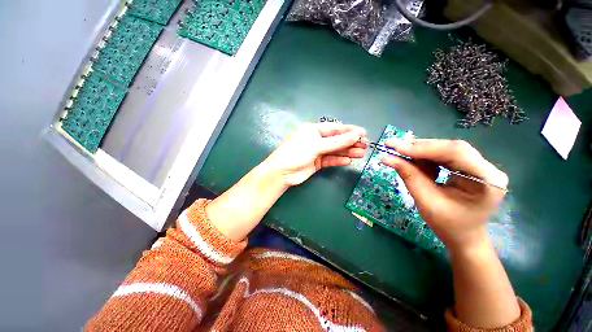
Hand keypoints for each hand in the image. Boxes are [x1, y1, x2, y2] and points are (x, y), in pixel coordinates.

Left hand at [263, 123, 366, 186]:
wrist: (282, 173)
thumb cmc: (296, 153)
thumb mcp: (316, 145)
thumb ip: (336, 142)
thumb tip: (355, 135)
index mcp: (313, 130)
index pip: (334, 128)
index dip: (349, 130)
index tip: (363, 133)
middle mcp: (315, 140)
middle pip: (336, 140)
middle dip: (350, 142)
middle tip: (365, 145)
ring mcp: (316, 152)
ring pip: (335, 151)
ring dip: (347, 152)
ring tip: (362, 153)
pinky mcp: (316, 163)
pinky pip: (330, 160)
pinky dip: (338, 160)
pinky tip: (348, 161)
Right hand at [381, 139, 508, 250]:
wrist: (464, 237)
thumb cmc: (448, 225)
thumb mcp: (425, 202)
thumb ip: (409, 177)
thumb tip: (387, 158)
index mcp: (487, 180)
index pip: (455, 152)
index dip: (423, 148)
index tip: (396, 148)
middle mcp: (487, 168)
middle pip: (450, 148)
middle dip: (419, 148)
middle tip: (393, 146)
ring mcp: (479, 166)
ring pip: (445, 149)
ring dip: (420, 151)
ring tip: (399, 154)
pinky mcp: (469, 166)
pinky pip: (444, 156)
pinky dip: (424, 158)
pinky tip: (412, 162)